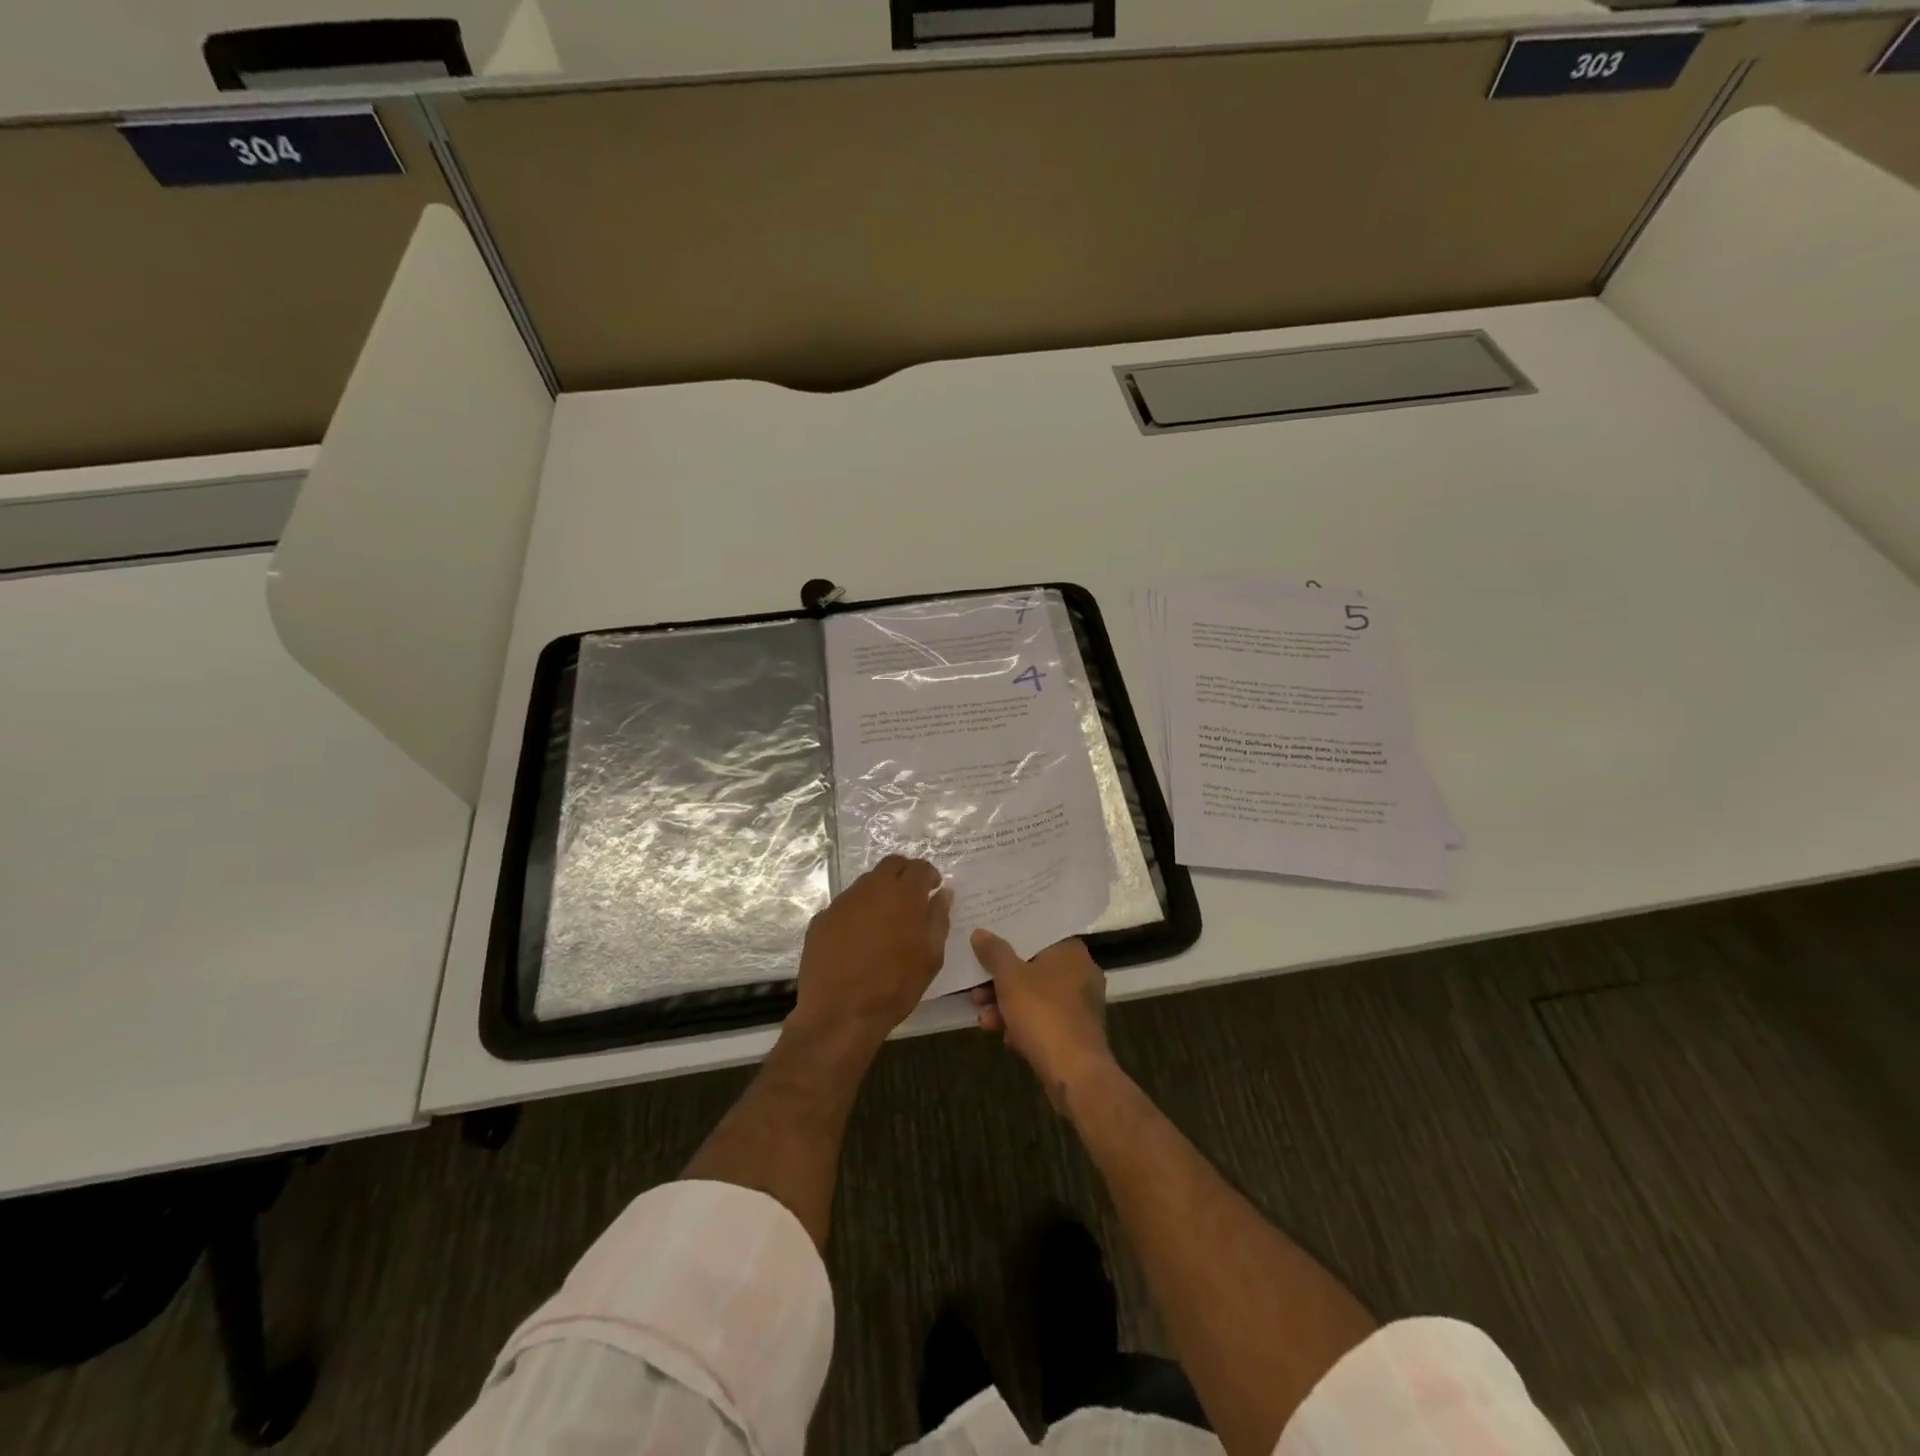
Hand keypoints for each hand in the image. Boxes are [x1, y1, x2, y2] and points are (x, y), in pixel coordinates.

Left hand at [792, 856, 950, 1052]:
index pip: (919, 867)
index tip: (933, 888)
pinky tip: (859, 939)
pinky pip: (845, 906)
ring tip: (885, 921)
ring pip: (866, 884)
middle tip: (912, 897)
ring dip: (879, 893)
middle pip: (890, 865)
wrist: (840, 1012)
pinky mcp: (821, 919)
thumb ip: (938, 918)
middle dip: (904, 874)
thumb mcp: (930, 956)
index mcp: (903, 894)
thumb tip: (943, 893)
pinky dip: (857, 913)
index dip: (928, 875)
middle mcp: (871, 889)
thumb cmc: (895, 986)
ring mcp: (842, 902)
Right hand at [969, 931, 1112, 1109]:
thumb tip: (980, 932)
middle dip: (1001, 981)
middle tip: (977, 990)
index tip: (986, 945)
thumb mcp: (1010, 978)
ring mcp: (1080, 1005)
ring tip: (983, 1019)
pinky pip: (1044, 1019)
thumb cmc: (1043, 1013)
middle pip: (1032, 968)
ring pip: (1035, 996)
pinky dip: (1023, 1024)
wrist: (1074, 1073)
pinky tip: (1004, 1037)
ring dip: (1006, 1005)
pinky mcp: (1076, 1032)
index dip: (1009, 939)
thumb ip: (993, 952)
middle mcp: (1081, 973)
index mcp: (1071, 951)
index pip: (1037, 935)